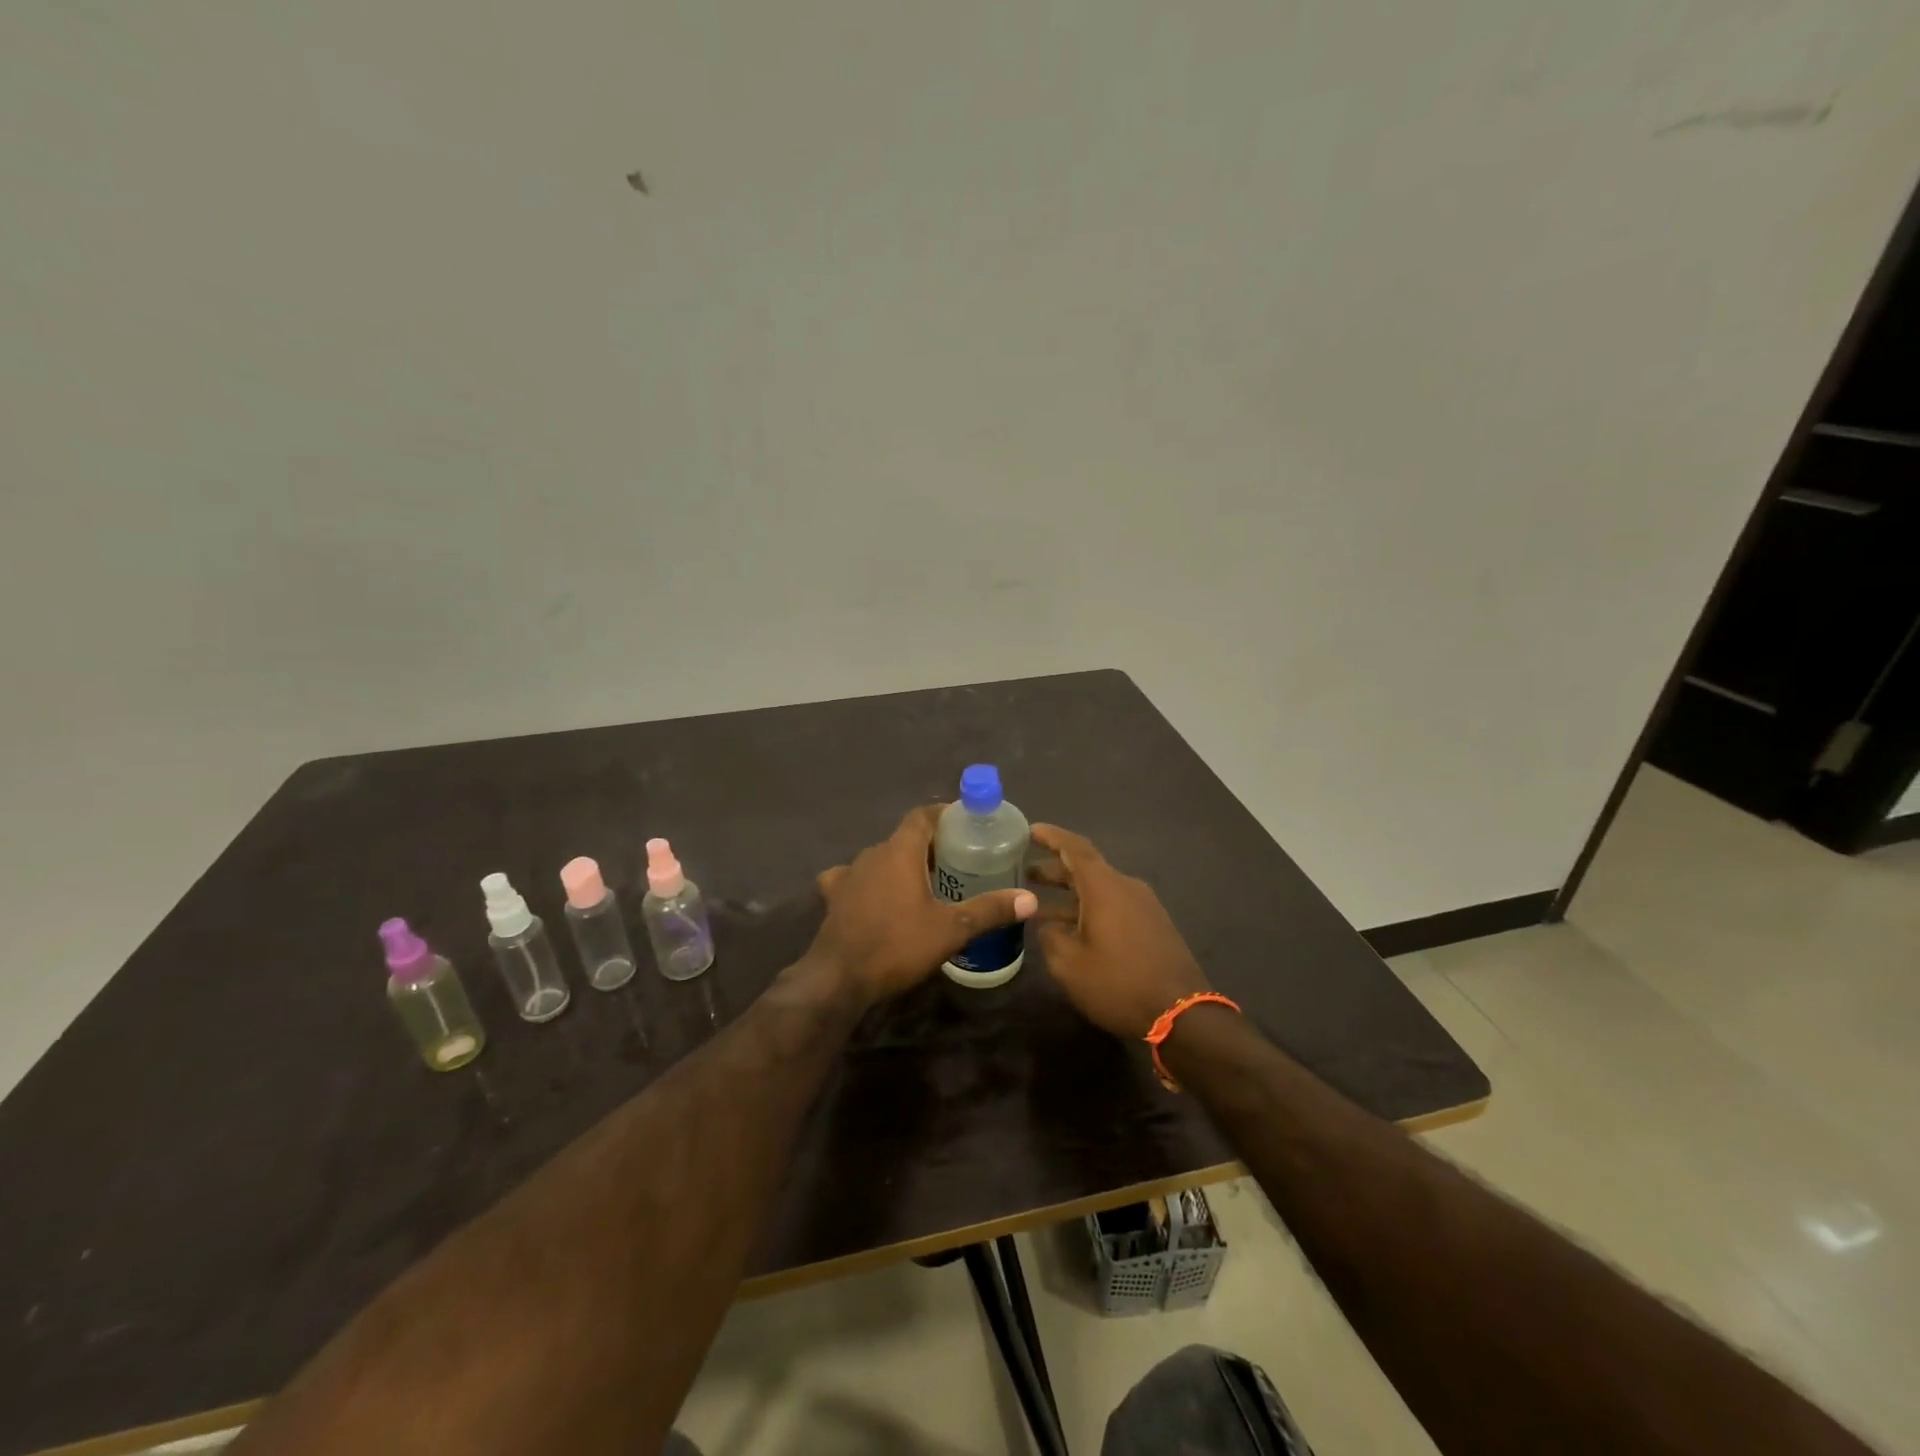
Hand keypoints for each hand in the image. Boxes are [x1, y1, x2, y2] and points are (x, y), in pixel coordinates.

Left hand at [811, 804, 1036, 1006]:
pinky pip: (854, 878)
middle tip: (958, 860)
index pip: (923, 815)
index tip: (966, 822)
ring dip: (902, 863)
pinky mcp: (835, 897)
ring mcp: (849, 874)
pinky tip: (876, 897)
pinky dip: (869, 882)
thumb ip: (990, 910)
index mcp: (900, 850)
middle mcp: (872, 853)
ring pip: (881, 858)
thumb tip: (1030, 899)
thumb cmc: (898, 945)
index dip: (944, 814)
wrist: (839, 978)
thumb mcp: (952, 929)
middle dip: (930, 844)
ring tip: (925, 881)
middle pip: (905, 837)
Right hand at [1030, 824, 1210, 1039]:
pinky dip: (1089, 908)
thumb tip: (1047, 924)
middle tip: (1027, 873)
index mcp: (1105, 887)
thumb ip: (1050, 936)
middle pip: (1086, 868)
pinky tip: (1072, 928)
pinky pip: (1114, 905)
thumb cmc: (1118, 984)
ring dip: (1071, 893)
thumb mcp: (1069, 964)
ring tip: (1041, 905)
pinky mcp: (1153, 925)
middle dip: (1056, 868)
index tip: (1031, 831)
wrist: (1181, 1014)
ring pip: (1100, 889)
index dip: (1052, 837)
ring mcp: (1144, 906)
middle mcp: (1126, 887)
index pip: (1075, 848)